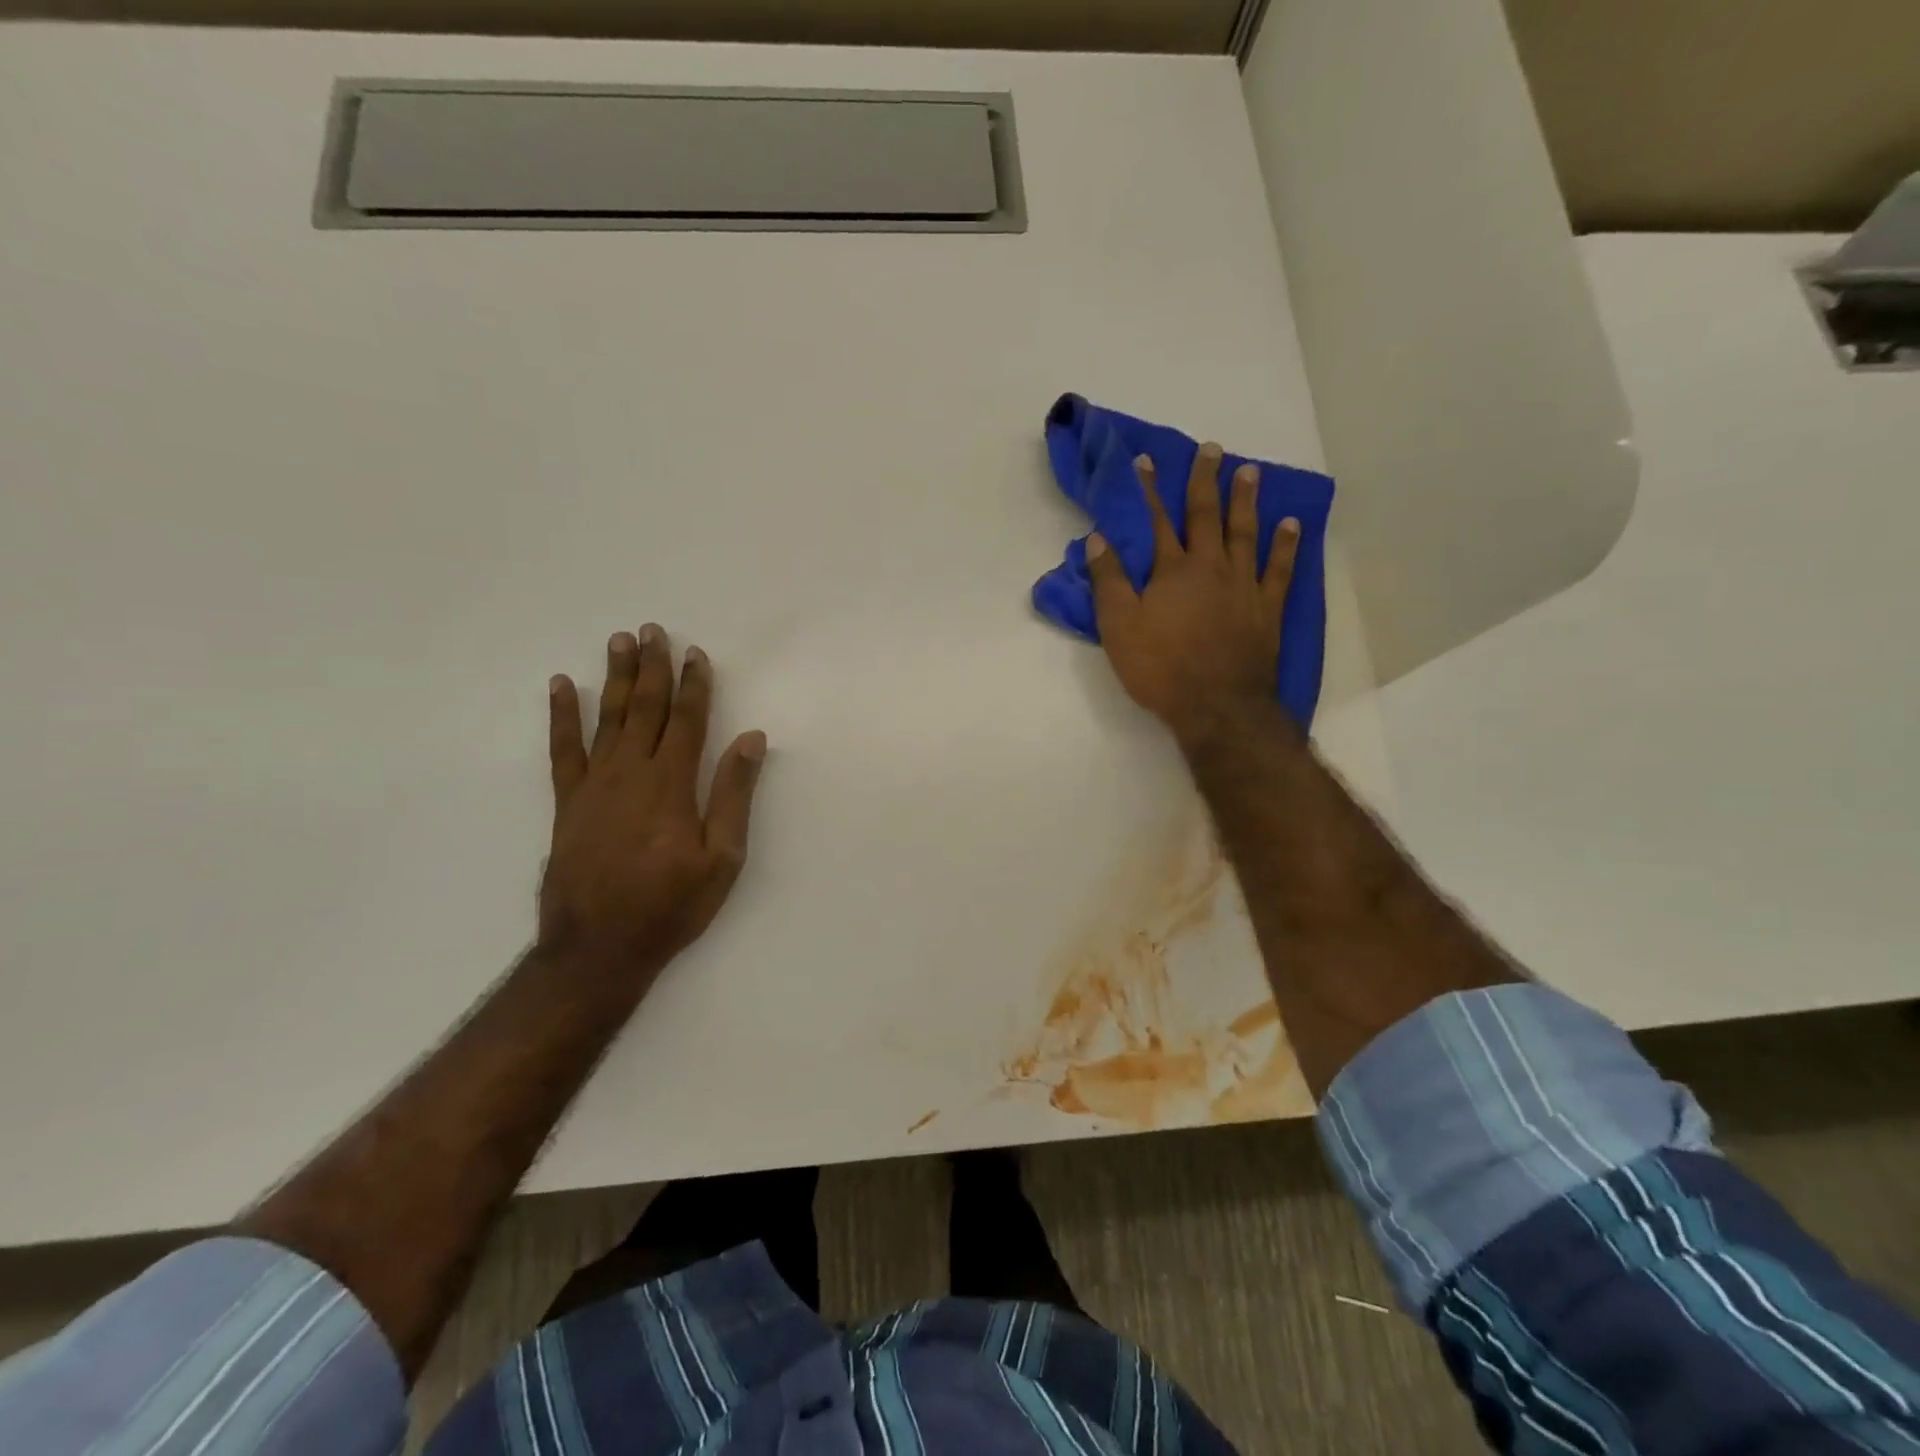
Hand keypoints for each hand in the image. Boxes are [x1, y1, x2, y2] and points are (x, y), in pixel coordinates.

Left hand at [540, 626, 766, 976]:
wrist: (598, 948)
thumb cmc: (671, 905)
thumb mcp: (722, 857)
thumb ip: (734, 794)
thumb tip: (751, 740)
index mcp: (672, 784)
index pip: (688, 721)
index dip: (695, 685)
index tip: (697, 653)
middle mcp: (631, 773)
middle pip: (644, 708)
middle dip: (652, 668)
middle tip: (653, 630)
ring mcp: (594, 785)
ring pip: (607, 718)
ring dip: (614, 677)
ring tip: (618, 641)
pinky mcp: (567, 803)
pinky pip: (562, 749)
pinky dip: (561, 716)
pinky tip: (560, 687)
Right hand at [1086, 443, 1299, 748]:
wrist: (1217, 706)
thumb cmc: (1161, 668)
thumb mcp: (1118, 627)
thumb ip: (1109, 581)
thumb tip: (1098, 539)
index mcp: (1171, 571)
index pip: (1156, 521)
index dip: (1150, 490)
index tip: (1147, 460)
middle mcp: (1210, 567)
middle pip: (1206, 516)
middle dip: (1204, 481)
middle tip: (1211, 450)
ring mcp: (1243, 585)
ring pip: (1245, 533)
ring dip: (1245, 500)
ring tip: (1249, 471)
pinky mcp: (1267, 608)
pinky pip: (1279, 569)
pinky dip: (1285, 545)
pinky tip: (1290, 524)